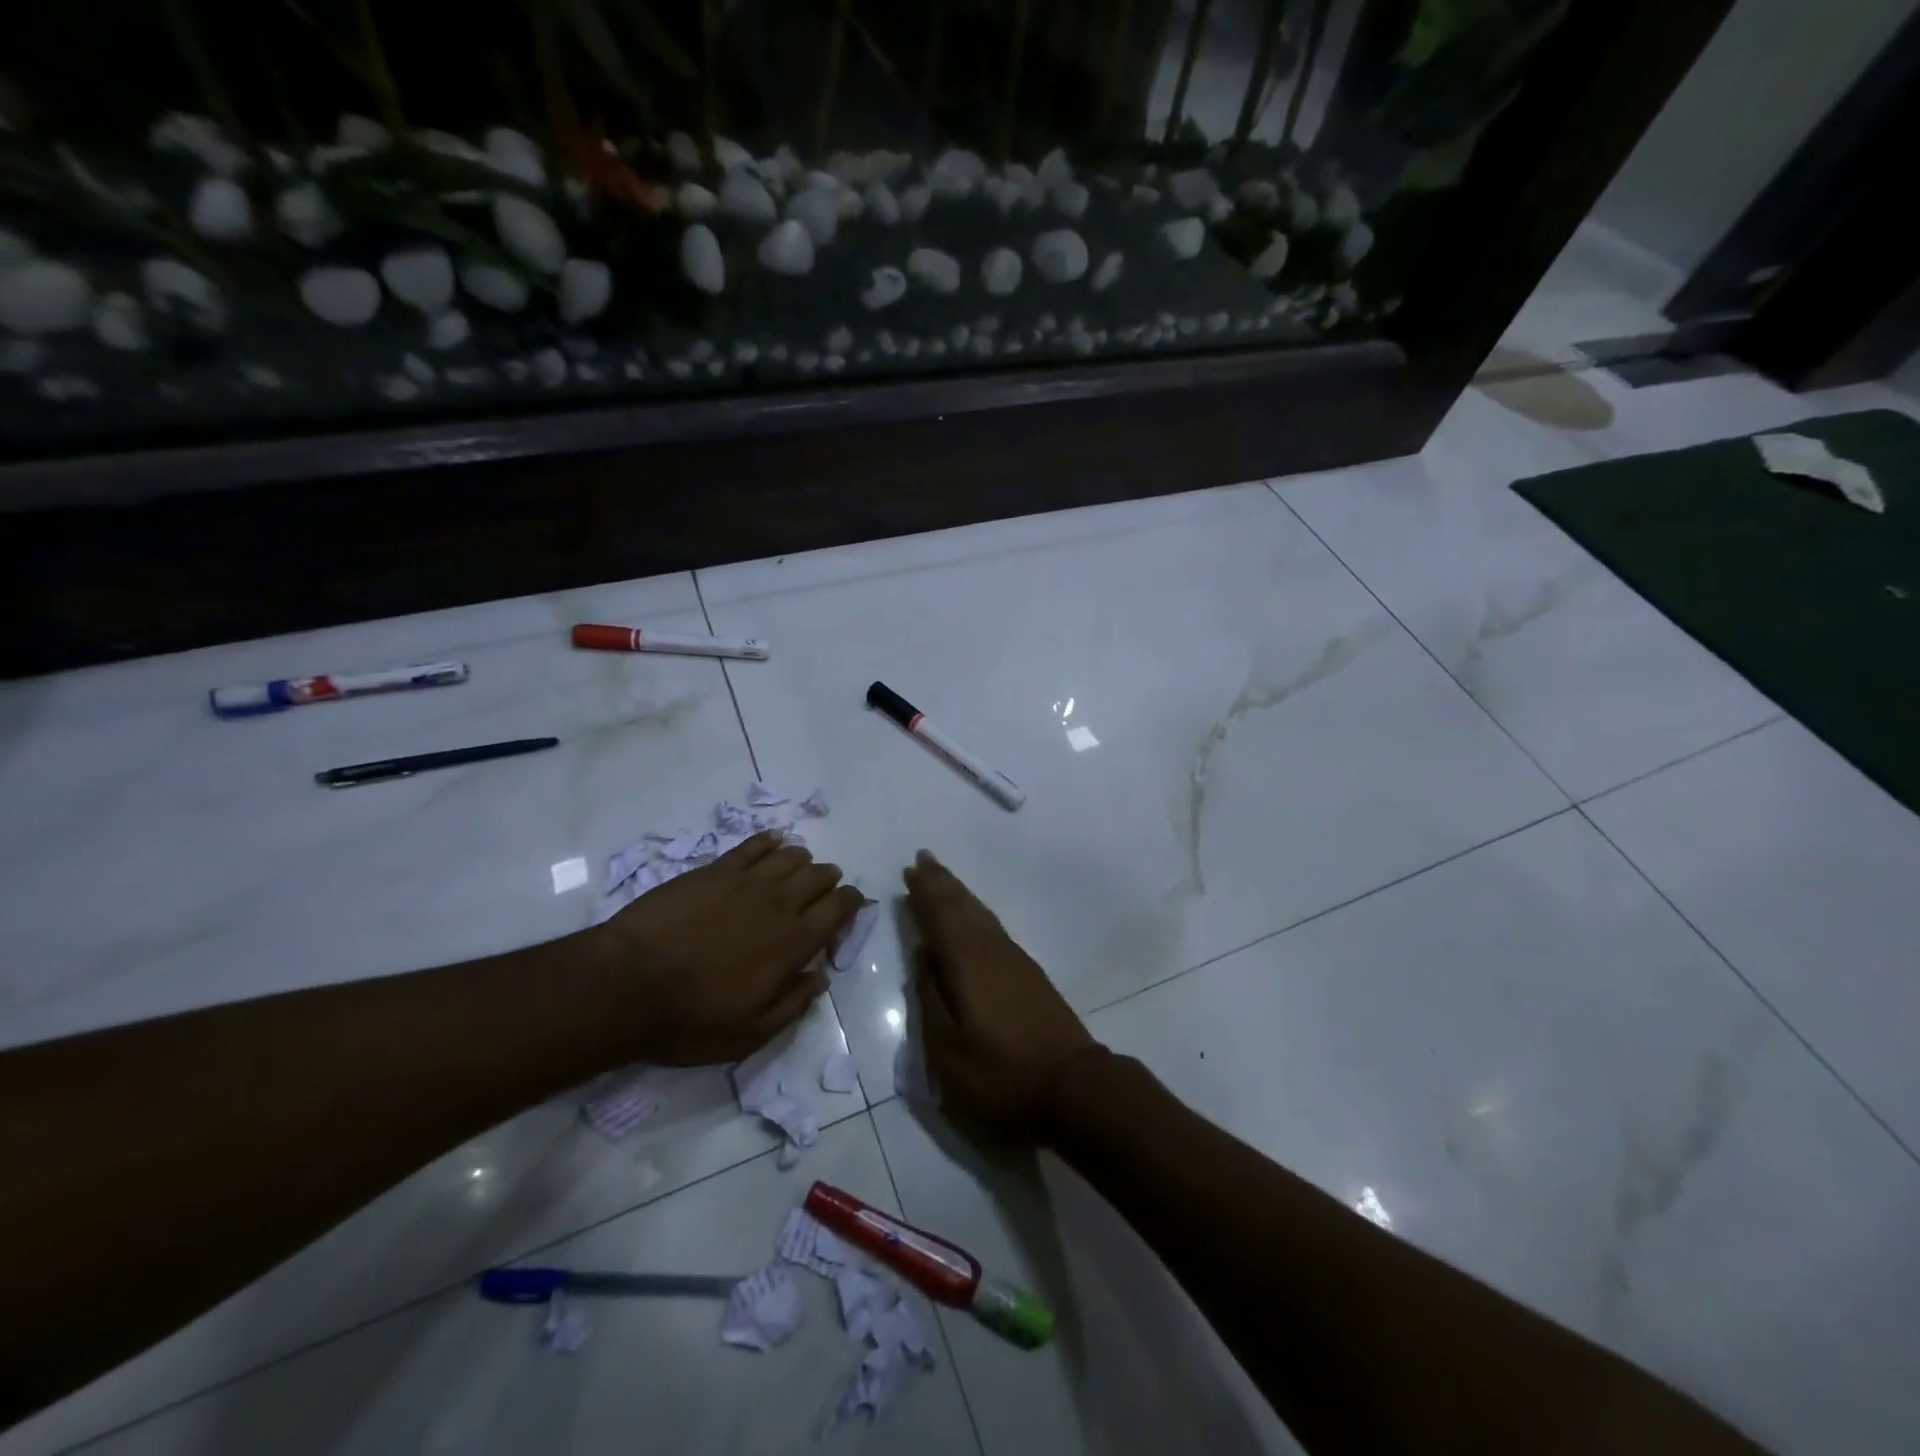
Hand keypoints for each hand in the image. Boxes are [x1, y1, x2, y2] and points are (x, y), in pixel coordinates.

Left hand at [590, 832, 862, 1065]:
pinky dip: (769, 842)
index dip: (851, 903)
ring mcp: (746, 880)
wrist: (627, 984)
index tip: (848, 909)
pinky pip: (754, 844)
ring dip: (802, 861)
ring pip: (791, 855)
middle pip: (819, 875)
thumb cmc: (690, 1017)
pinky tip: (771, 844)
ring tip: (796, 872)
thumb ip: (794, 1005)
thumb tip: (822, 978)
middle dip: (828, 881)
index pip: (840, 907)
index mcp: (794, 942)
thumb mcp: (750, 1034)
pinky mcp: (715, 868)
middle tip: (822, 893)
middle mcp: (779, 902)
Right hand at [904, 851, 1100, 1143]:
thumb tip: (922, 955)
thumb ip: (930, 998)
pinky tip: (973, 919)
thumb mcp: (948, 1050)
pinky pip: (993, 928)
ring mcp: (1015, 960)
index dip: (924, 892)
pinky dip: (976, 914)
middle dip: (942, 883)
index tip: (910, 868)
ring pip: (981, 915)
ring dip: (959, 894)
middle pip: (963, 907)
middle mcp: (992, 951)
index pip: (940, 917)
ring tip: (942, 879)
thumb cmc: (1001, 1075)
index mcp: (968, 963)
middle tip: (923, 859)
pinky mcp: (1029, 975)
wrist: (1073, 1088)